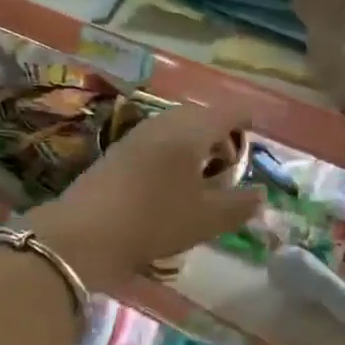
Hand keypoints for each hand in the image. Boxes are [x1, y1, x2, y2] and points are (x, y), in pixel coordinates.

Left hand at [27, 104, 261, 292]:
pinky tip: (172, 183)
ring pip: (178, 127)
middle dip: (221, 134)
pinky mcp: (119, 150)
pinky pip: (159, 139)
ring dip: (196, 144)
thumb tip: (261, 194)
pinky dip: (174, 152)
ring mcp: (138, 133)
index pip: (228, 111)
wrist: (83, 233)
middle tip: (230, 166)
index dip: (246, 118)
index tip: (257, 131)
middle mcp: (165, 122)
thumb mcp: (206, 219)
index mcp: (192, 130)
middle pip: (202, 116)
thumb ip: (240, 205)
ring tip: (202, 178)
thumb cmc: (154, 220)